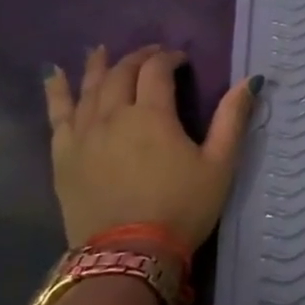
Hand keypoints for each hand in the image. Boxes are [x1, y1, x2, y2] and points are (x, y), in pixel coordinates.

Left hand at [43, 44, 258, 251]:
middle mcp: (112, 116)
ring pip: (88, 88)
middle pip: (121, 74)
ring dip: (99, 66)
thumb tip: (250, 80)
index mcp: (152, 115)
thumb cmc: (182, 207)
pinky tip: (54, 76)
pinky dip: (56, 91)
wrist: (129, 254)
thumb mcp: (220, 164)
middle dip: (138, 58)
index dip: (169, 58)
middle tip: (153, 54)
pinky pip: (57, 114)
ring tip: (102, 51)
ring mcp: (82, 135)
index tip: (182, 60)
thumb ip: (232, 118)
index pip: (156, 71)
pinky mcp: (63, 155)